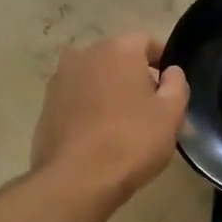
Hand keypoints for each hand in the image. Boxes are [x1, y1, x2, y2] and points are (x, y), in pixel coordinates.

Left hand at [31, 33, 189, 201]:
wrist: (76, 180)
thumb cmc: (131, 141)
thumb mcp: (171, 114)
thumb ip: (177, 84)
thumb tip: (170, 72)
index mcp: (118, 50)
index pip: (145, 42)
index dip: (161, 59)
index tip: (170, 83)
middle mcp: (84, 55)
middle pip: (117, 57)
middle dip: (133, 75)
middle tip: (149, 105)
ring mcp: (60, 80)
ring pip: (94, 77)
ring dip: (108, 90)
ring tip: (122, 121)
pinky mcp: (45, 106)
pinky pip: (76, 98)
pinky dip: (88, 107)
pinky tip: (98, 134)